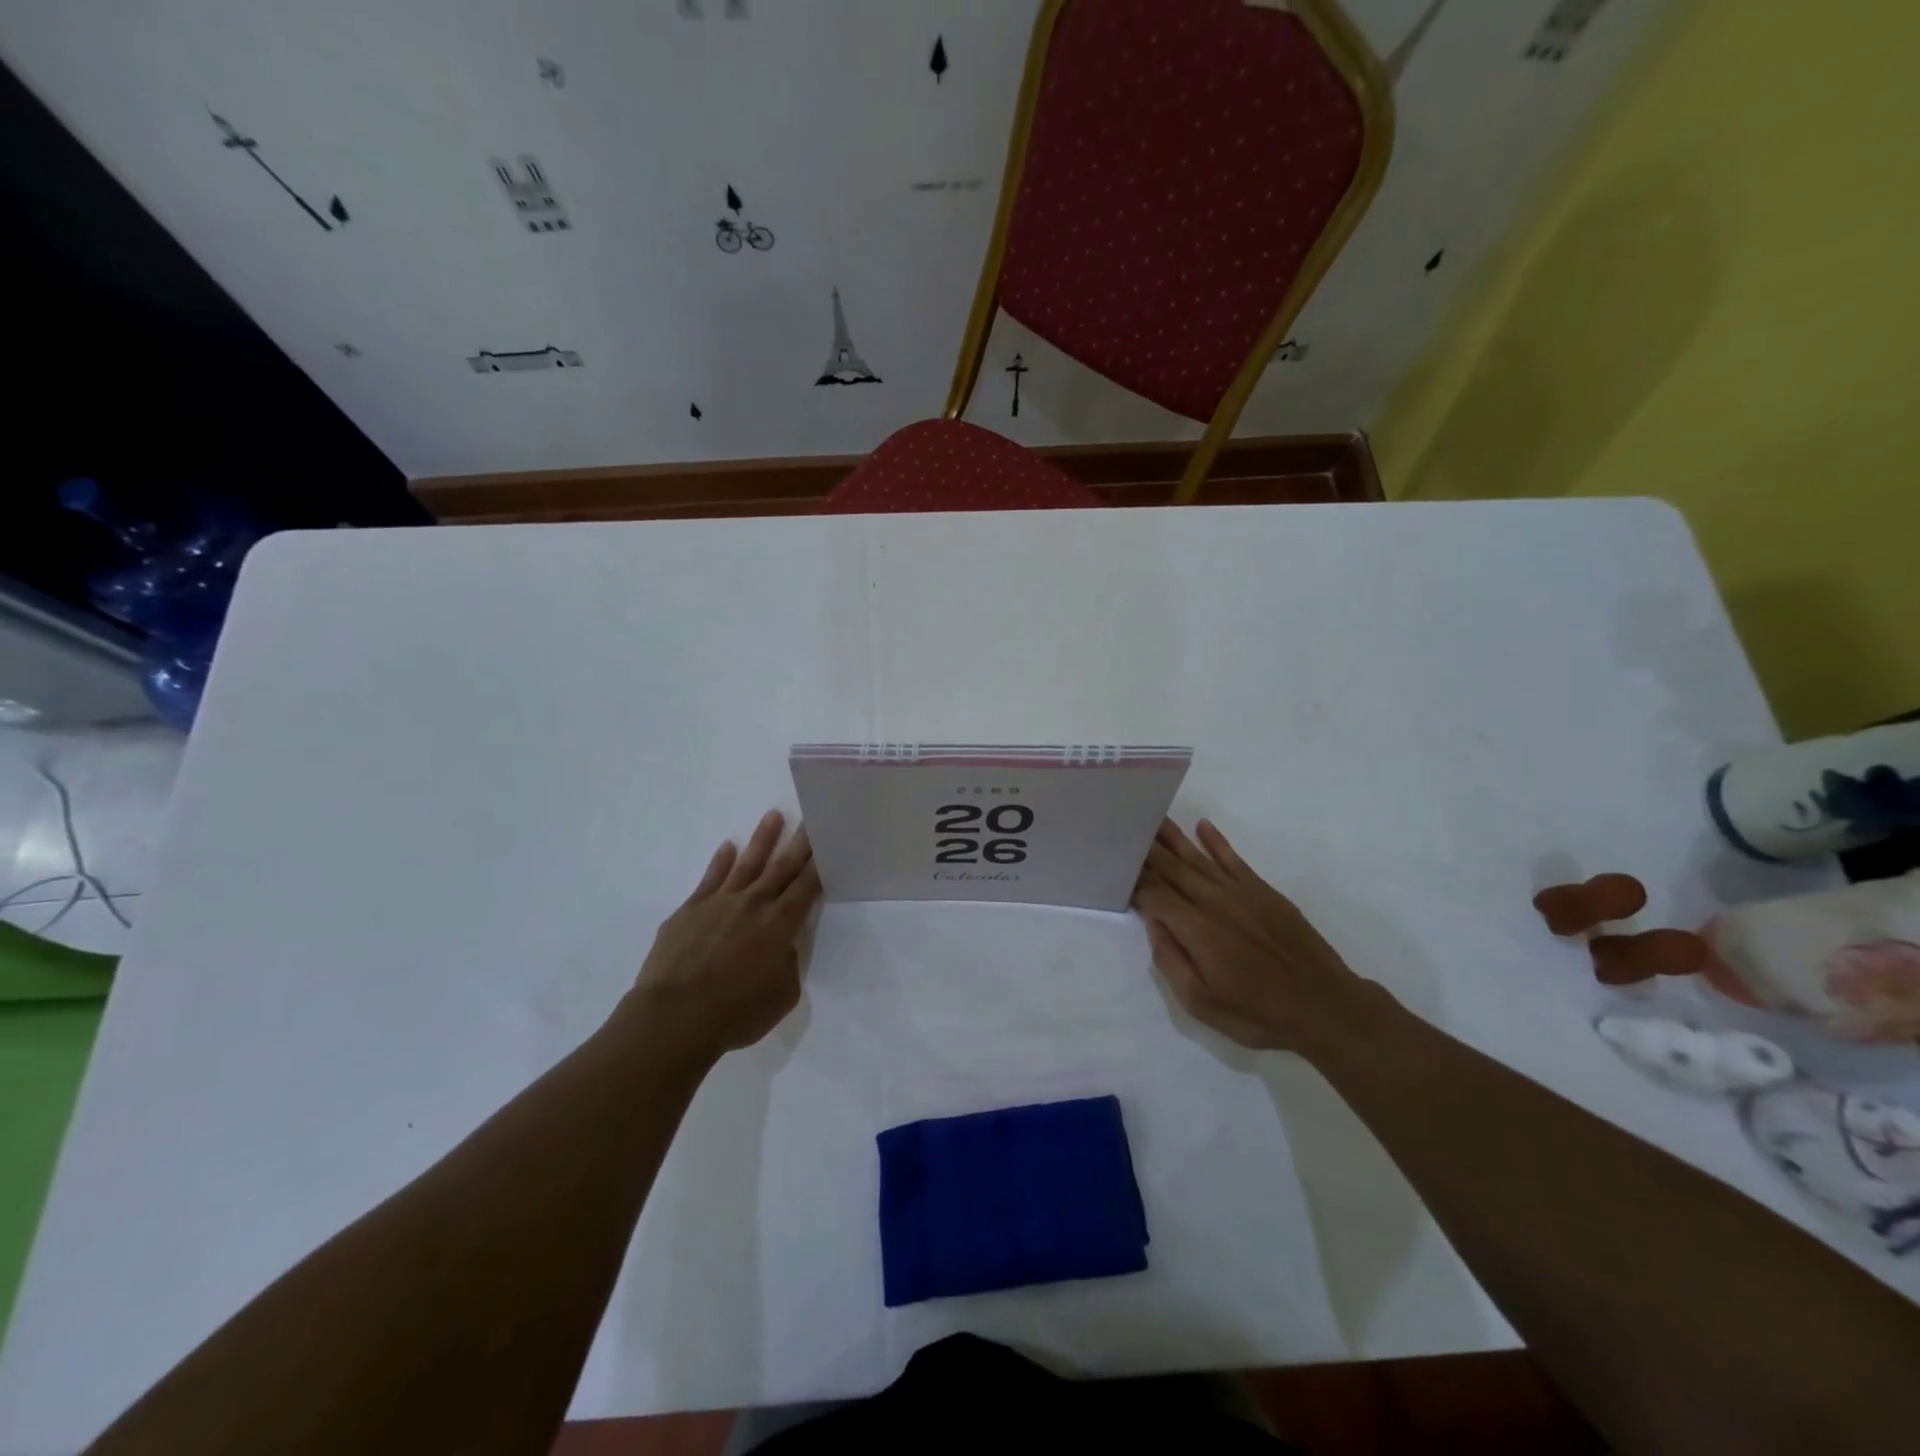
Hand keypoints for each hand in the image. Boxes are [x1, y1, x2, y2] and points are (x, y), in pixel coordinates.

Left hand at [630, 810, 820, 1057]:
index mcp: (781, 924)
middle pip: (782, 867)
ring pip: (747, 864)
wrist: (675, 1017)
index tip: (829, 840)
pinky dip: (720, 862)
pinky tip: (727, 847)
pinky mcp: (689, 911)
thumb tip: (780, 948)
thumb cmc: (736, 1013)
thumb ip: (787, 964)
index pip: (808, 886)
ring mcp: (719, 903)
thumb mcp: (782, 995)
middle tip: (811, 817)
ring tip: (774, 815)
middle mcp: (754, 904)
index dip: (820, 863)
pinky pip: (710, 879)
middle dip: (799, 842)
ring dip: (762, 840)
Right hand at [1132, 818, 1367, 1051]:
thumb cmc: (1257, 1012)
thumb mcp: (1201, 1004)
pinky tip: (1201, 826)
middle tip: (1125, 828)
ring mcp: (1240, 892)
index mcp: (1195, 928)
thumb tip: (1154, 924)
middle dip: (1146, 850)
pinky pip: (1233, 858)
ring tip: (1152, 817)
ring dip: (1173, 837)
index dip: (1133, 882)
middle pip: (1171, 868)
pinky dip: (1216, 841)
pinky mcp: (1263, 891)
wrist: (1324, 1006)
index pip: (1154, 894)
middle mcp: (1213, 901)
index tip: (1115, 868)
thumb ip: (1171, 961)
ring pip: (1197, 857)